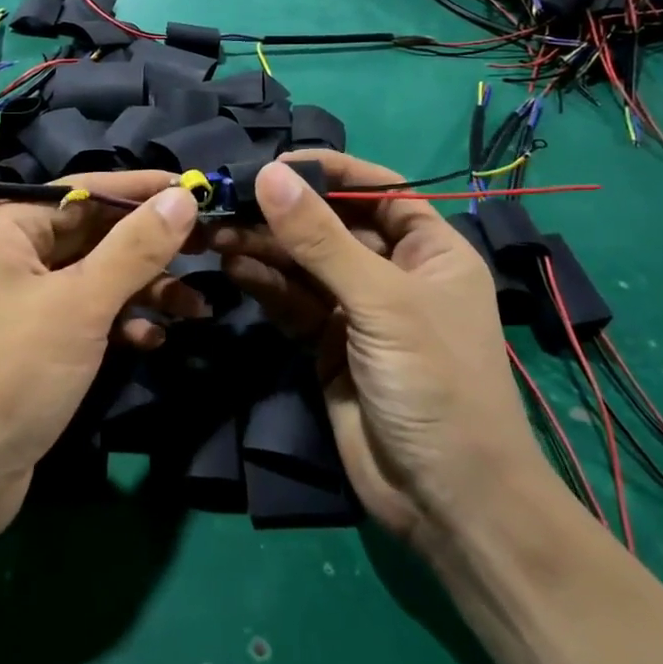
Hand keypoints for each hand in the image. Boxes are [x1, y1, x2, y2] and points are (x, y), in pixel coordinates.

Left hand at [0, 173, 200, 548]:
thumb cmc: (8, 374)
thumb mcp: (80, 305)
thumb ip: (135, 248)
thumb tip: (182, 195)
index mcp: (4, 229)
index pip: (83, 192)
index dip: (142, 190)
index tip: (198, 190)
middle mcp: (7, 257)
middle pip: (91, 236)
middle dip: (149, 248)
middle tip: (209, 248)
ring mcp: (17, 304)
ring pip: (92, 281)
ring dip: (142, 291)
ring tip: (196, 306)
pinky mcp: (29, 347)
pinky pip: (82, 319)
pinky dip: (117, 325)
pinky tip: (152, 341)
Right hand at [213, 153, 548, 547]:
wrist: (445, 501)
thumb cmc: (435, 383)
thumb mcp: (381, 302)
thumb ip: (321, 239)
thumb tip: (269, 174)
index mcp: (430, 250)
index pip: (378, 189)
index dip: (331, 171)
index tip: (277, 162)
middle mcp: (394, 273)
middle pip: (332, 225)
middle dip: (284, 214)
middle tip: (228, 201)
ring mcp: (358, 312)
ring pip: (305, 264)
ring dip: (264, 247)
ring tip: (217, 232)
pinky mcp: (327, 346)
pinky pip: (292, 302)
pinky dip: (264, 284)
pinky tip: (233, 266)